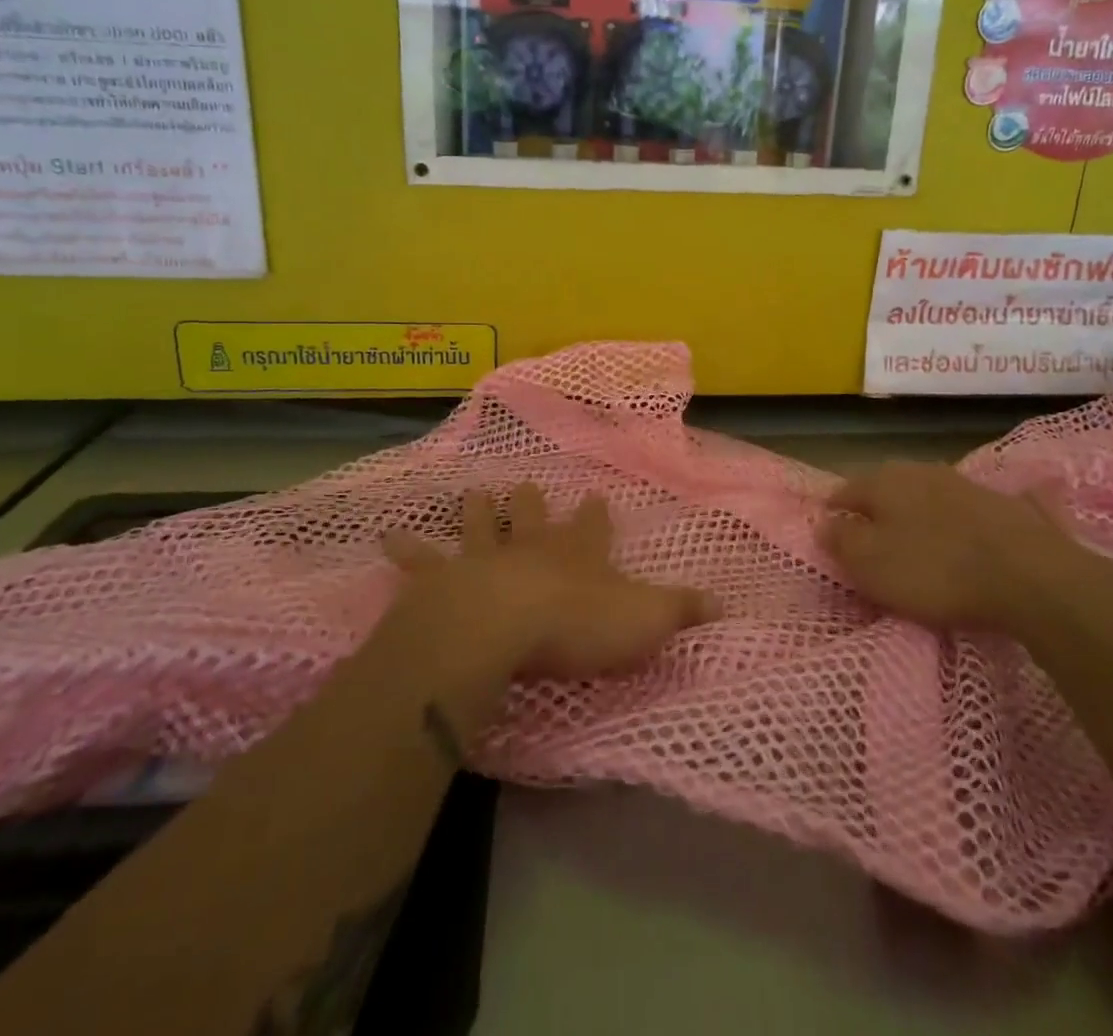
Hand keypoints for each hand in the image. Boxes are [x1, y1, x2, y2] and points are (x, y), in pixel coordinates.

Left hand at [383, 484, 718, 681]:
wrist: (501, 626)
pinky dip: (405, 549)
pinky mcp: (442, 581)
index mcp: (578, 554)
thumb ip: (682, 611)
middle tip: (526, 485)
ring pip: (480, 525)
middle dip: (532, 503)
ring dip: (477, 511)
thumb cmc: (577, 624)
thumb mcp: (644, 620)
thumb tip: (727, 605)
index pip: (593, 527)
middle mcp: (531, 547)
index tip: (597, 496)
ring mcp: (484, 558)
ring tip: (473, 492)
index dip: (596, 514)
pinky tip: (384, 536)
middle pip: (533, 516)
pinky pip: (420, 562)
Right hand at [820, 462, 1068, 632]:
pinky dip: (952, 522)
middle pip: (885, 488)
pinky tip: (958, 538)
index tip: (829, 530)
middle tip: (869, 538)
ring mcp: (963, 483)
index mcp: (883, 481)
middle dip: (875, 510)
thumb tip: (822, 523)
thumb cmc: (935, 569)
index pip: (845, 491)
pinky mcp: (1000, 504)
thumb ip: (841, 541)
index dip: (833, 511)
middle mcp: (919, 470)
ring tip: (913, 541)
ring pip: (924, 495)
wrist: (1030, 574)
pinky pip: (962, 510)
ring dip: (915, 514)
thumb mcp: (871, 564)